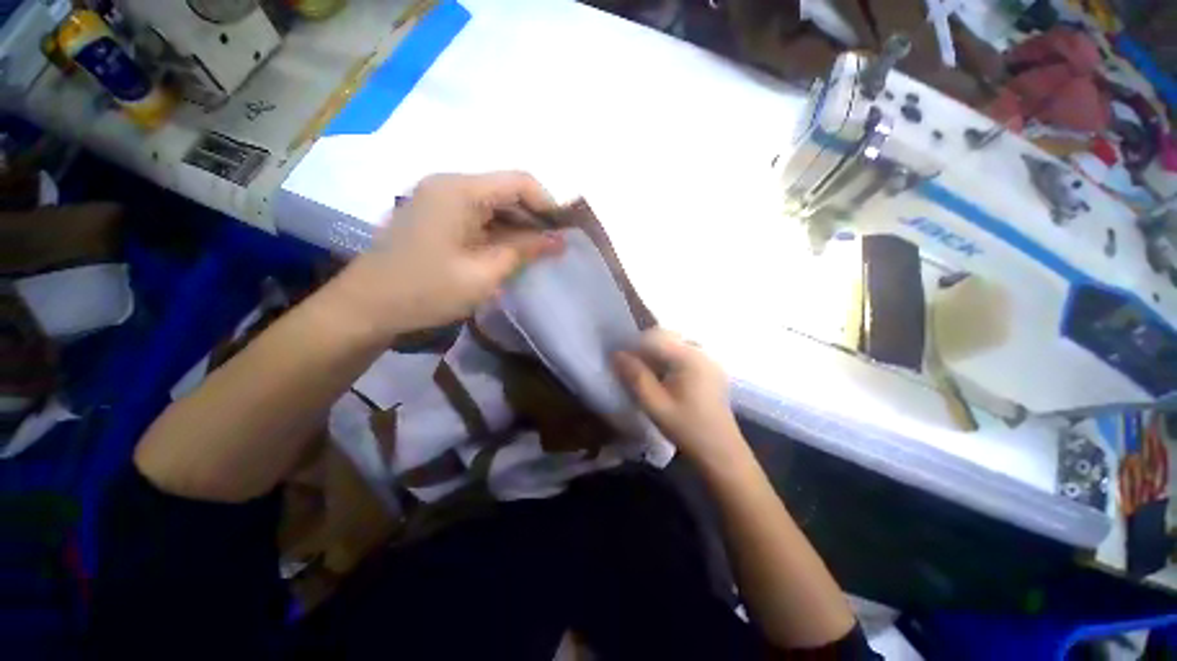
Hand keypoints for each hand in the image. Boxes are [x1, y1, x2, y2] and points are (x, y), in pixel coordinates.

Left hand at [331, 172, 564, 335]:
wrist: (367, 307)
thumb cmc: (427, 290)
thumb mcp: (484, 273)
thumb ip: (524, 251)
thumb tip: (559, 240)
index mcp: (460, 190)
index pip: (519, 181)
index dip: (548, 204)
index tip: (564, 233)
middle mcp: (449, 185)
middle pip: (506, 191)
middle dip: (534, 218)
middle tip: (554, 248)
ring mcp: (439, 200)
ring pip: (493, 205)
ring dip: (517, 228)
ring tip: (537, 254)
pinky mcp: (436, 217)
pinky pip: (477, 217)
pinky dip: (498, 233)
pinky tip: (509, 254)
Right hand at [613, 329, 744, 465]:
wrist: (721, 451)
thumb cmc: (687, 428)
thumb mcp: (655, 404)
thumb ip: (635, 376)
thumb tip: (616, 354)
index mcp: (689, 357)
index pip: (654, 337)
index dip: (634, 346)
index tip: (621, 362)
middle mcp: (701, 351)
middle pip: (665, 337)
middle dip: (644, 350)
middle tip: (632, 370)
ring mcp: (708, 359)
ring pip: (673, 345)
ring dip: (656, 355)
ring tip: (646, 376)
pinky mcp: (710, 368)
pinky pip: (684, 354)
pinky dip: (668, 361)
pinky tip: (664, 380)